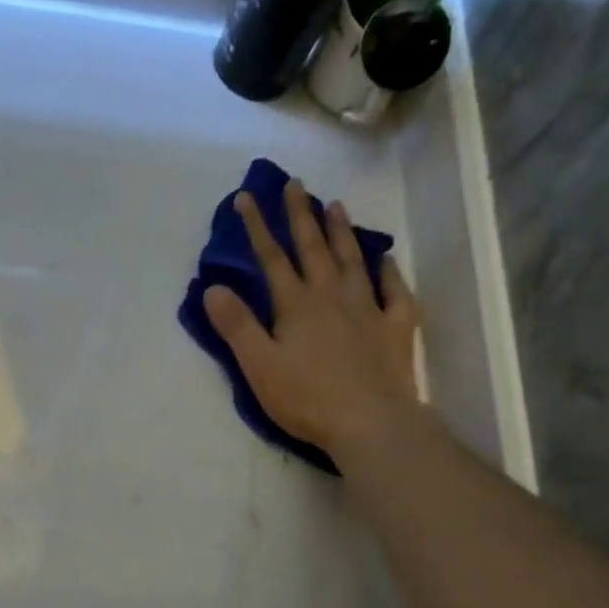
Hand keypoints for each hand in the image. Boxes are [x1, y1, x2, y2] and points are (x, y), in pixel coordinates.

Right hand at [202, 177, 422, 455]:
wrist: (370, 423)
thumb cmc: (307, 398)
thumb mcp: (258, 365)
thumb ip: (236, 325)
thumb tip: (213, 288)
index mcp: (296, 305)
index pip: (272, 258)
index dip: (257, 227)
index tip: (246, 196)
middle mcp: (332, 297)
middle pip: (313, 248)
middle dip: (300, 215)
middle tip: (296, 184)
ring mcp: (368, 310)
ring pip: (352, 261)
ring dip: (341, 232)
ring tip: (336, 205)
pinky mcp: (395, 329)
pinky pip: (394, 292)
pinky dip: (388, 273)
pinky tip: (385, 260)